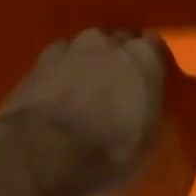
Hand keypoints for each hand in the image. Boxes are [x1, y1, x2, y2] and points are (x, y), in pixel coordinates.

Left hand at [0, 29, 166, 195]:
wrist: (45, 152)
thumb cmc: (108, 152)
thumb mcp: (148, 143)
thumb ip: (151, 113)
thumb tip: (145, 108)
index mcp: (144, 58)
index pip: (154, 47)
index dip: (150, 64)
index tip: (147, 83)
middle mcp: (110, 43)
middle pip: (119, 42)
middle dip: (119, 60)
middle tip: (116, 89)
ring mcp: (72, 48)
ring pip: (87, 47)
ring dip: (88, 62)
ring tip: (84, 90)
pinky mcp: (40, 60)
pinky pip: (58, 59)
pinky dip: (60, 71)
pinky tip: (56, 93)